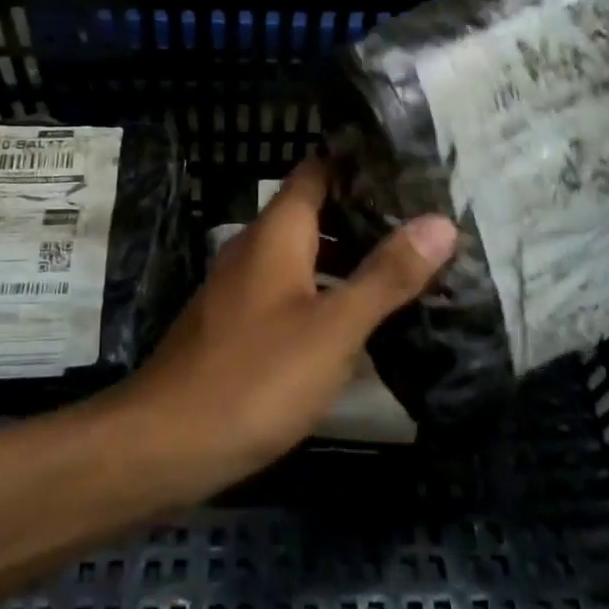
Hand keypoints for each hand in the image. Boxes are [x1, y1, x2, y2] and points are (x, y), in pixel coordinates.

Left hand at [110, 159, 455, 494]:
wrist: (167, 443)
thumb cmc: (256, 376)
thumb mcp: (334, 328)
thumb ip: (386, 275)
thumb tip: (441, 221)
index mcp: (276, 233)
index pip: (316, 172)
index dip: (358, 165)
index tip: (409, 172)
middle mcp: (254, 249)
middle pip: (311, 213)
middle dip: (363, 216)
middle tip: (423, 227)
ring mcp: (240, 288)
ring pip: (301, 255)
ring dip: (345, 258)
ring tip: (403, 270)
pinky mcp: (236, 326)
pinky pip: (288, 291)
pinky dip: (323, 292)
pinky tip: (355, 322)